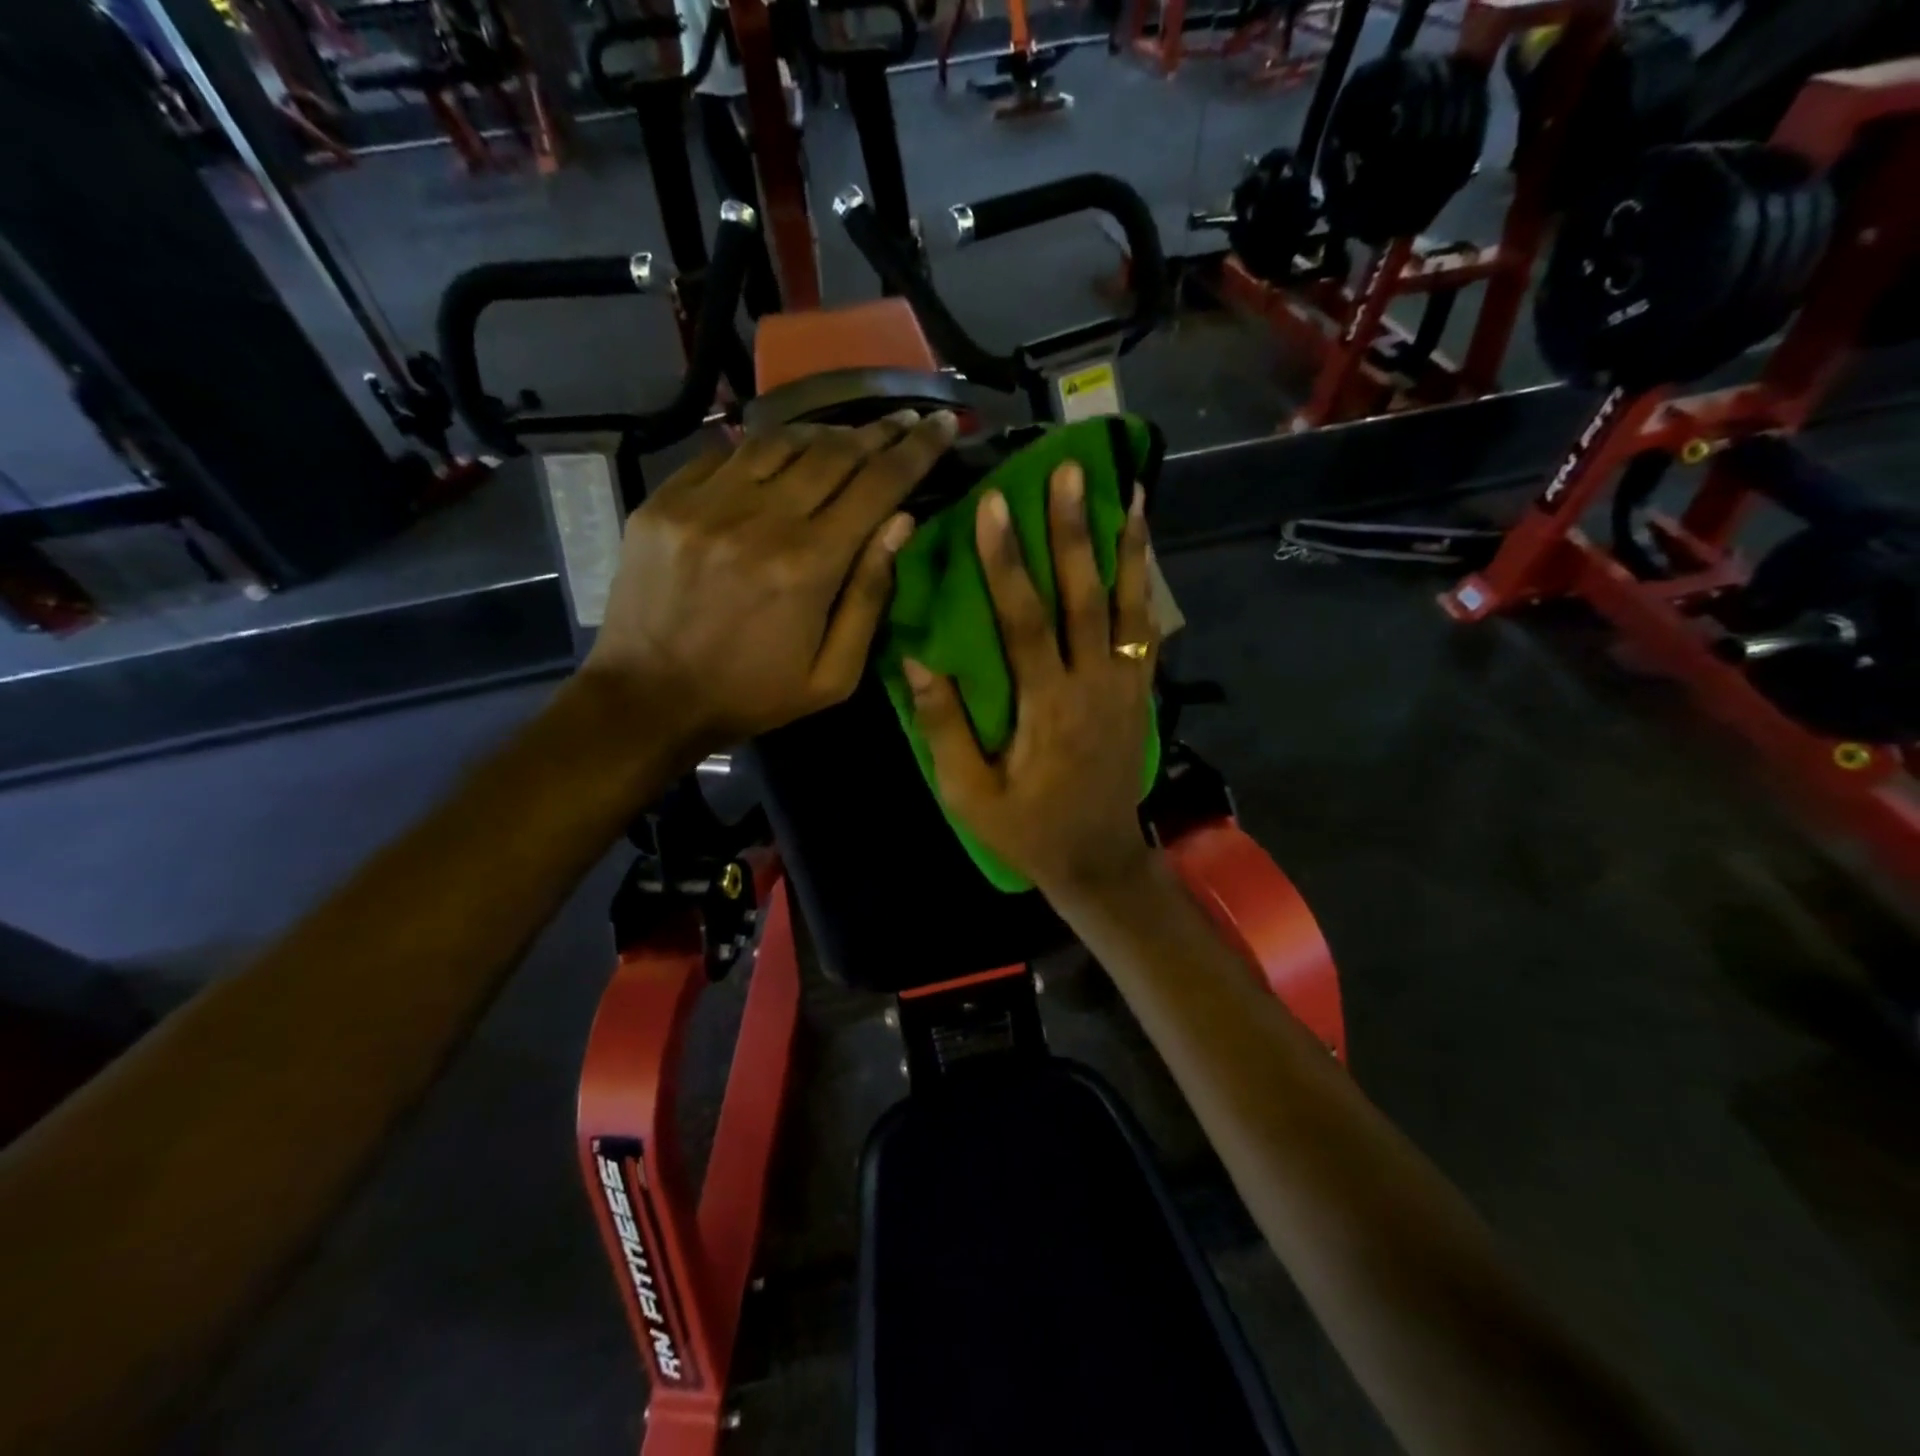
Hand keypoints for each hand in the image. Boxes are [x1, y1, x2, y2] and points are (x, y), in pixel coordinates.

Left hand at [584, 410, 957, 764]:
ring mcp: (705, 503)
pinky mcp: (666, 500)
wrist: (649, 698)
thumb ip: (869, 597)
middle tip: (905, 420)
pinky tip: (782, 455)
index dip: (917, 450)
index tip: (943, 423)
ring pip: (780, 440)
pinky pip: (726, 453)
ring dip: (824, 433)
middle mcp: (759, 520)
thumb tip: (901, 523)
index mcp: (808, 566)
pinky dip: (764, 448)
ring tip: (848, 437)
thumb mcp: (833, 675)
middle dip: (879, 431)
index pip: (877, 486)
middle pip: (833, 452)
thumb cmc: (753, 695)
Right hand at [903, 461, 1158, 898]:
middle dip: (1074, 531)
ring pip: (1129, 606)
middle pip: (1085, 597)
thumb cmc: (1026, 830)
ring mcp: (1125, 686)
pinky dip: (1146, 586)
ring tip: (1128, 489)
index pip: (1024, 622)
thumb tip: (914, 663)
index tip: (994, 505)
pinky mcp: (1140, 692)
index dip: (1007, 562)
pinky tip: (1143, 550)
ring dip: (1126, 546)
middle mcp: (1093, 684)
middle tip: (1068, 470)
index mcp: (1046, 707)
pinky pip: (1147, 630)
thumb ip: (944, 728)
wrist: (1097, 859)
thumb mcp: (970, 794)